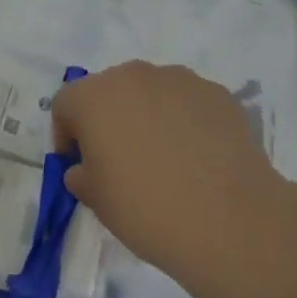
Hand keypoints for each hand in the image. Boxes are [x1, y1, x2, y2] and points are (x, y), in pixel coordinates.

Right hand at [50, 61, 281, 275]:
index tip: (79, 165)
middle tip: (120, 160)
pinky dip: (184, 121)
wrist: (230, 222)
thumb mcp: (97, 201)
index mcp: (94, 96)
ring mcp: (179, 79)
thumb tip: (85, 168)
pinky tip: (198, 158)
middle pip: (109, 91)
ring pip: (151, 92)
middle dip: (109, 119)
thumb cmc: (147, 209)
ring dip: (147, 116)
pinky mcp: (216, 93)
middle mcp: (133, 75)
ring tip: (165, 158)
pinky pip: (187, 103)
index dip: (67, 134)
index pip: (66, 104)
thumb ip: (81, 176)